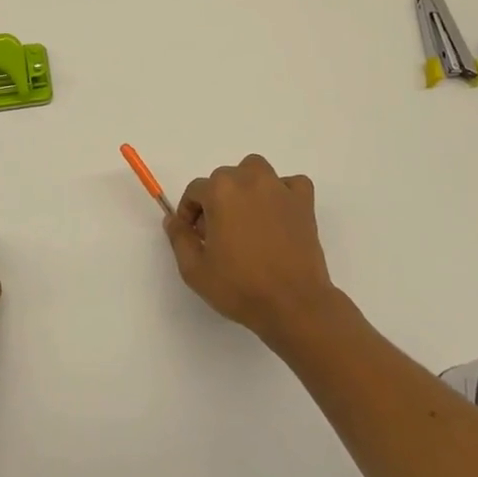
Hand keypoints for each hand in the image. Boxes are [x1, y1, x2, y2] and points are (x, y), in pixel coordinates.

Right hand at [164, 155, 343, 345]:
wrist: (293, 305)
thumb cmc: (240, 287)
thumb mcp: (194, 270)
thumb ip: (179, 238)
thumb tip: (173, 220)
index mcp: (220, 191)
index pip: (195, 190)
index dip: (189, 213)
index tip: (194, 236)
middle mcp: (249, 180)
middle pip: (224, 178)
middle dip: (215, 201)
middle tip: (218, 233)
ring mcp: (280, 189)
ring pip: (256, 170)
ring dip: (246, 186)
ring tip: (246, 216)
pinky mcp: (304, 203)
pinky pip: (291, 184)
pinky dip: (283, 193)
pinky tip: (278, 214)